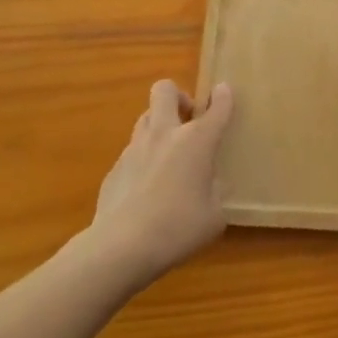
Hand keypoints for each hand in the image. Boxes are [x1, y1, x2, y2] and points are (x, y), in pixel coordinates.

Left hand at [90, 79, 234, 281]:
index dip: (223, 97)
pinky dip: (143, 159)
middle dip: (179, 96)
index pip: (216, 107)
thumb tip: (208, 183)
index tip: (223, 92)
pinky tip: (145, 188)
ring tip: (167, 152)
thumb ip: (215, 191)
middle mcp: (164, 134)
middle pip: (165, 90)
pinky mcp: (114, 168)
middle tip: (188, 120)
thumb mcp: (214, 215)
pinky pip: (132, 151)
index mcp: (196, 141)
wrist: (120, 247)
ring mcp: (135, 148)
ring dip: (159, 125)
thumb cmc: (177, 229)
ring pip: (146, 116)